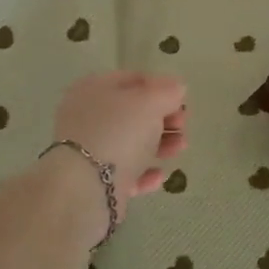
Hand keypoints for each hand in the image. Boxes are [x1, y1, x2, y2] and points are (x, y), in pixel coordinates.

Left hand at [51, 71, 188, 216]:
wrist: (86, 189)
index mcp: (93, 88)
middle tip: (182, 126)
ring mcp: (89, 150)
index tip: (181, 103)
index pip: (133, 80)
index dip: (161, 88)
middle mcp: (87, 116)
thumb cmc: (118, 133)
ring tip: (179, 149)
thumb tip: (176, 88)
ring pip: (131, 143)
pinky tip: (160, 176)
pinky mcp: (94, 181)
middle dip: (163, 119)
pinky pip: (125, 173)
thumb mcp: (150, 102)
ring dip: (160, 144)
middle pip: (133, 113)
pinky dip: (144, 173)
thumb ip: (167, 91)